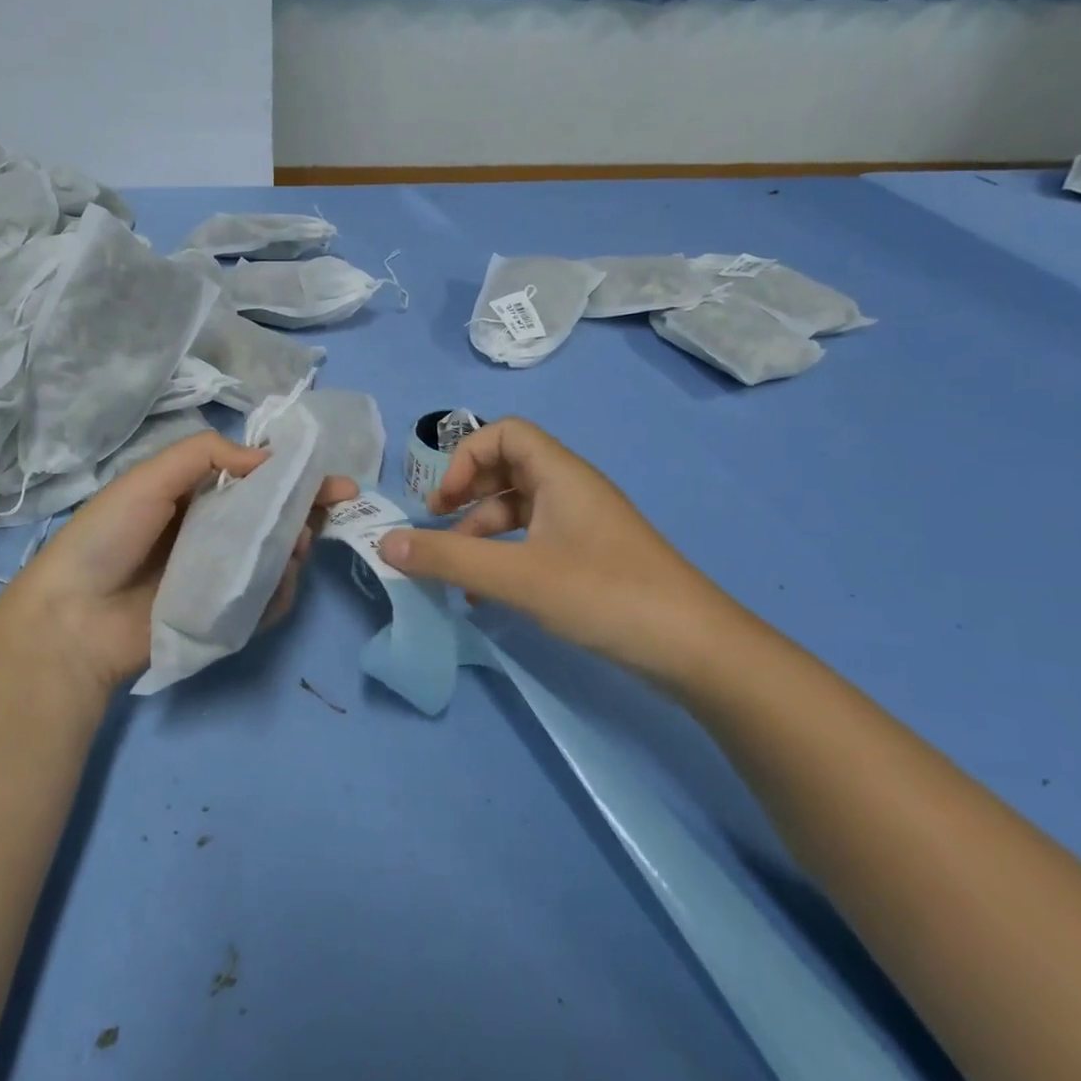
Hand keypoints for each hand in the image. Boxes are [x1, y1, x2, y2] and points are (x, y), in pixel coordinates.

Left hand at [0, 432, 356, 695]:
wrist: (73, 619)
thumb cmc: (108, 537)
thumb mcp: (150, 477)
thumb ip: (206, 455)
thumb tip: (269, 458)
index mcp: (195, 495)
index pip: (256, 479)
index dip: (294, 475)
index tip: (331, 478)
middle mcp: (214, 532)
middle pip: (274, 517)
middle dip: (307, 509)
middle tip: (336, 506)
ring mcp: (221, 576)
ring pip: (277, 557)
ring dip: (297, 546)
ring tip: (297, 543)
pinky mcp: (225, 616)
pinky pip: (266, 600)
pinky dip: (282, 589)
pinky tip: (282, 579)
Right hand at [376, 418, 752, 691]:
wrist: (695, 648)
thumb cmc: (604, 595)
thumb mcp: (517, 577)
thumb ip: (448, 558)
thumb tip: (385, 543)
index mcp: (560, 474)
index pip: (504, 432)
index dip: (465, 457)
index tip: (442, 502)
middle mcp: (572, 489)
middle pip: (508, 467)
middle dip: (467, 493)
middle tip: (439, 525)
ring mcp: (583, 524)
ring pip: (519, 508)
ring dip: (482, 531)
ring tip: (457, 572)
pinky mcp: (591, 557)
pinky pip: (535, 540)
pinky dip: (505, 556)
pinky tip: (487, 594)